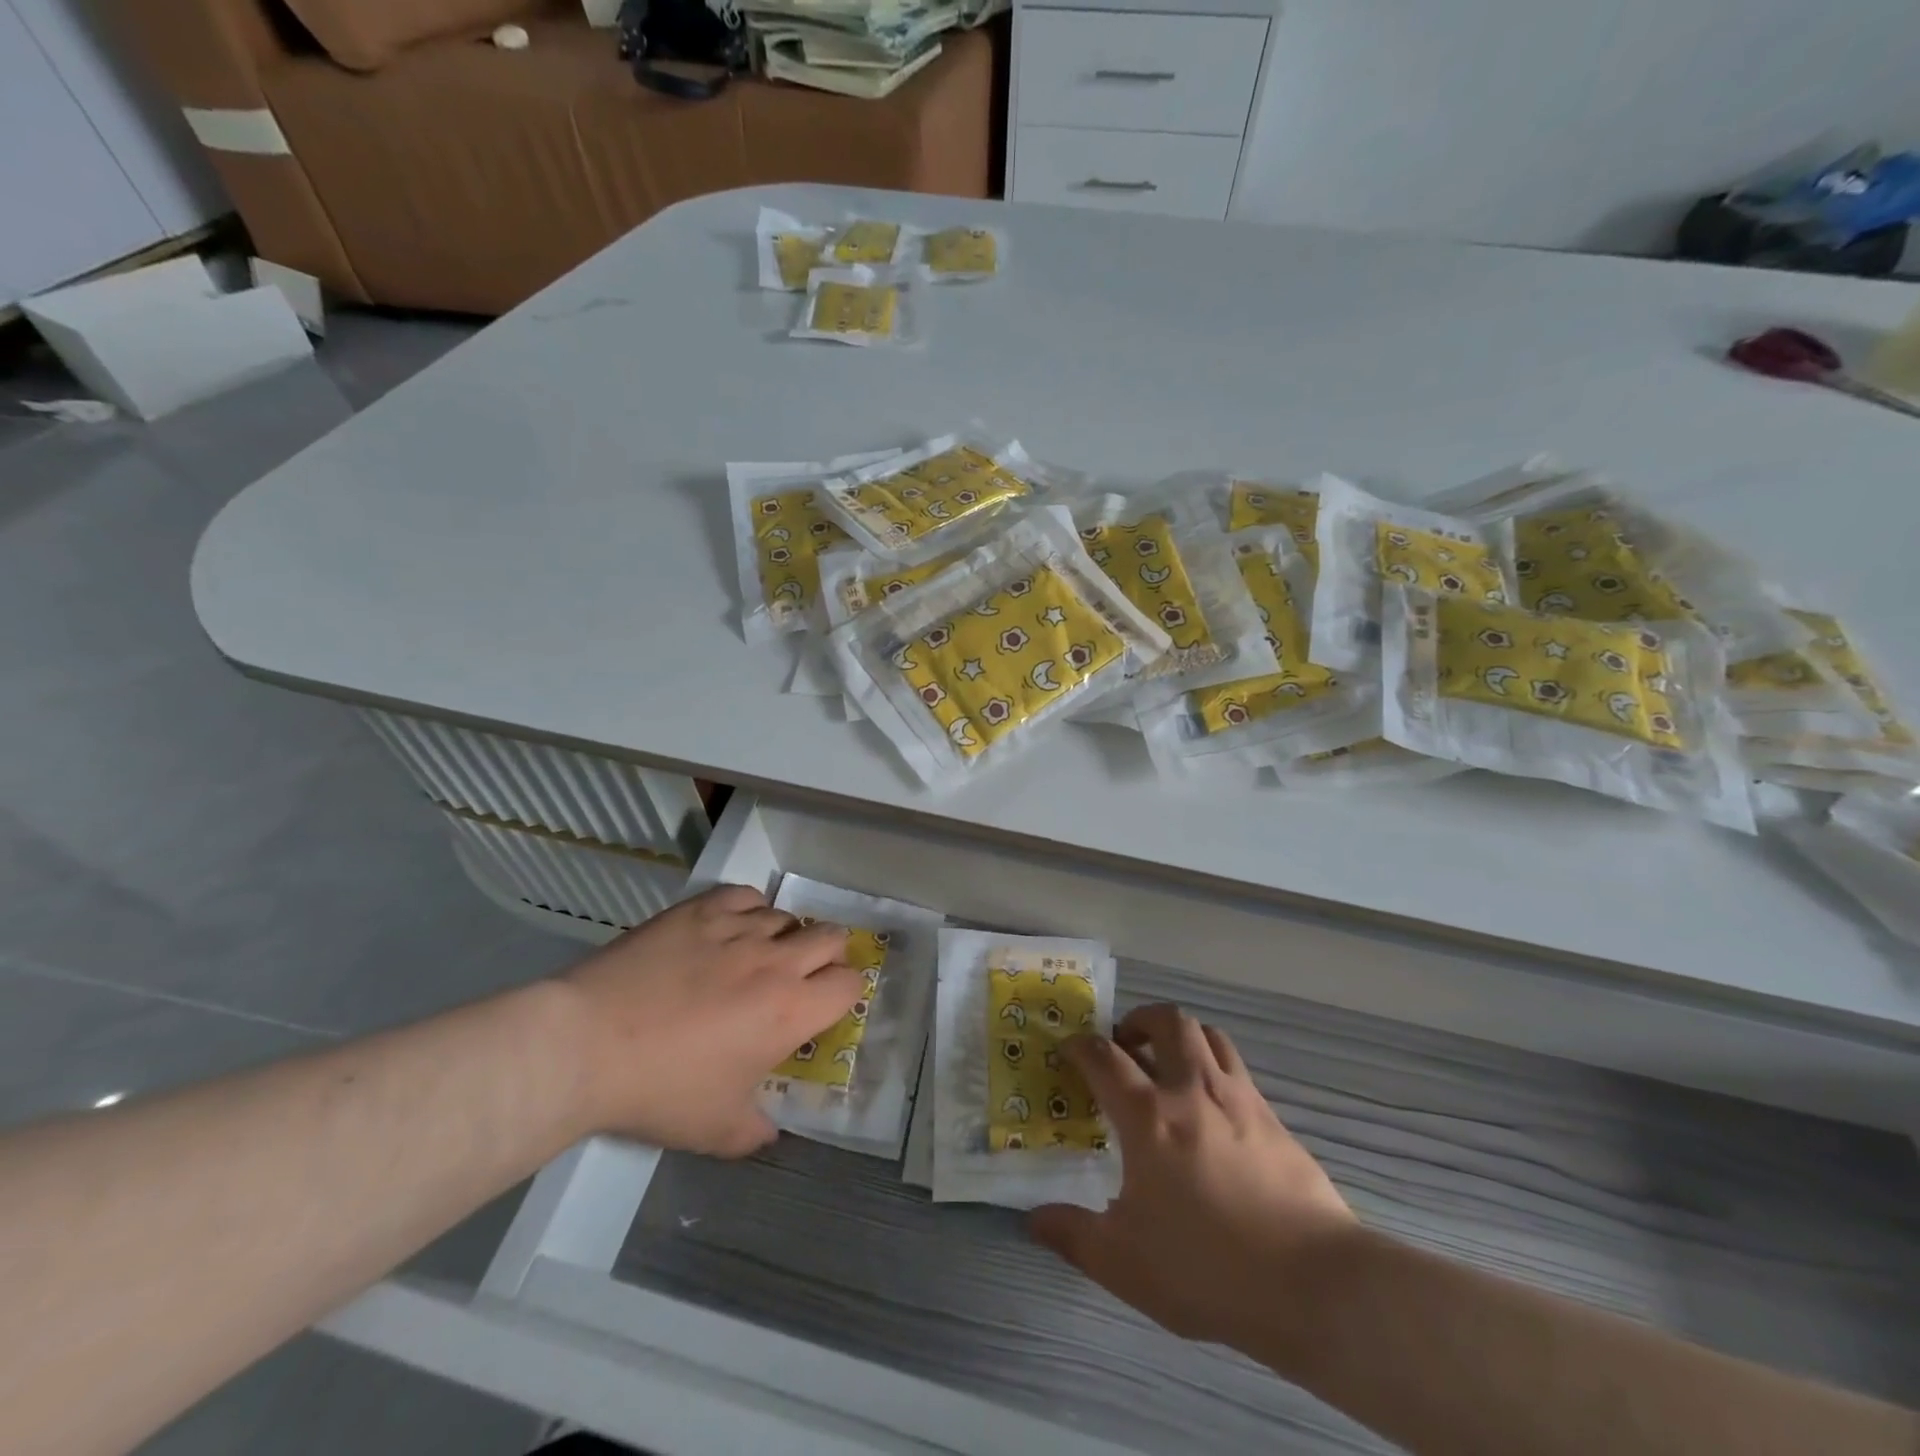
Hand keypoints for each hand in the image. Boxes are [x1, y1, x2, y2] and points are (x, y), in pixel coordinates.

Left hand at [557, 884, 862, 1155]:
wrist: (587, 1044)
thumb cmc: (659, 1090)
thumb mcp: (715, 1130)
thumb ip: (755, 1132)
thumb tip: (770, 1132)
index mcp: (790, 1011)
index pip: (849, 984)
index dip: (845, 994)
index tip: (825, 1007)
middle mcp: (775, 961)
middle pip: (831, 936)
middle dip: (827, 955)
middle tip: (800, 976)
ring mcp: (737, 929)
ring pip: (787, 916)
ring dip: (784, 935)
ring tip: (757, 955)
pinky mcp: (701, 910)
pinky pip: (745, 895)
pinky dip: (748, 909)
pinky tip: (730, 928)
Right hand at [1028, 1003, 1357, 1348]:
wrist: (1313, 1283)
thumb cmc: (1207, 1268)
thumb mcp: (1124, 1263)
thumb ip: (1072, 1234)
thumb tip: (1032, 1218)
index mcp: (1148, 1116)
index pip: (1104, 1056)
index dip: (1080, 1046)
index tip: (1069, 1050)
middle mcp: (1191, 1089)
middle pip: (1166, 1021)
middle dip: (1138, 1020)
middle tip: (1125, 1043)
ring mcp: (1238, 1098)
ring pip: (1207, 1034)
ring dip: (1180, 1034)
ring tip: (1168, 1060)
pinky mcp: (1272, 1117)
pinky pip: (1237, 1067)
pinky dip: (1214, 1066)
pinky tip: (1212, 1106)